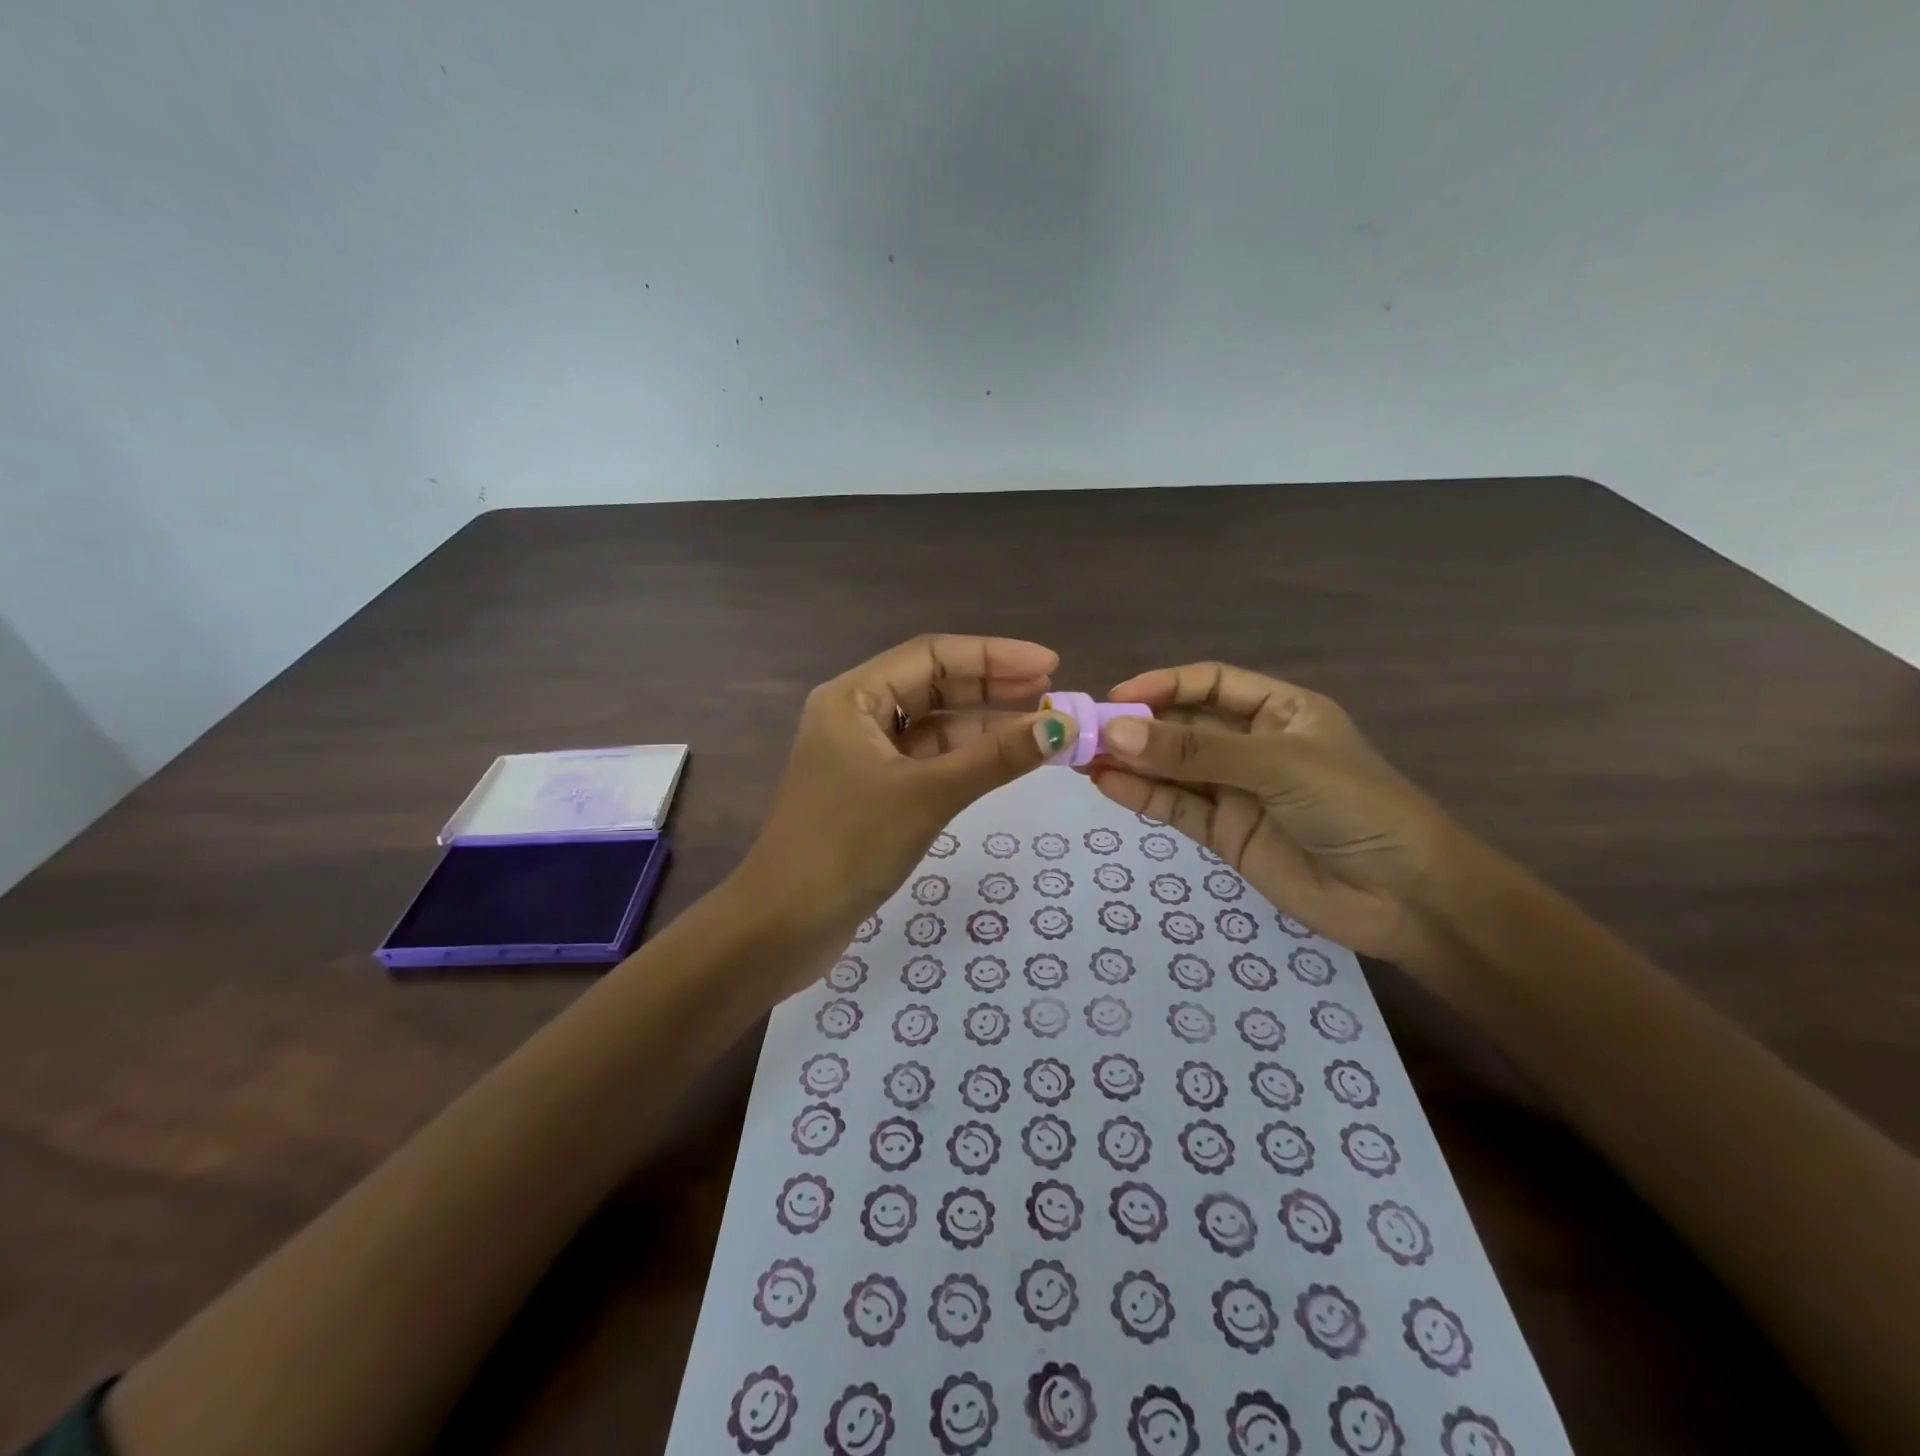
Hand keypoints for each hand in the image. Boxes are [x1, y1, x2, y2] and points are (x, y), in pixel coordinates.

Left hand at [735, 635, 1069, 987]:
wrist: (785, 924)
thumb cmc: (848, 845)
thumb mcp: (928, 794)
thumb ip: (996, 757)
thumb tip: (1063, 727)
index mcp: (853, 697)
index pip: (931, 655)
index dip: (993, 655)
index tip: (1050, 663)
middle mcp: (855, 716)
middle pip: (933, 685)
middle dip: (992, 685)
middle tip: (1052, 690)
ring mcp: (863, 755)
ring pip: (933, 725)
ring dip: (983, 724)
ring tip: (1041, 726)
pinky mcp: (873, 791)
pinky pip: (928, 760)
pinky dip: (966, 758)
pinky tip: (1004, 760)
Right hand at [1088, 663, 1458, 966]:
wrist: (1405, 899)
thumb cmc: (1355, 808)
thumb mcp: (1277, 765)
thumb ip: (1195, 751)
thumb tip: (1116, 732)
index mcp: (1280, 711)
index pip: (1209, 684)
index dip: (1162, 685)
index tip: (1115, 697)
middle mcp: (1253, 745)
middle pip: (1184, 726)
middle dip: (1136, 726)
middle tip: (1082, 732)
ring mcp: (1237, 791)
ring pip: (1172, 768)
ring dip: (1129, 761)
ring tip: (1080, 757)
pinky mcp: (1225, 834)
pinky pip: (1176, 807)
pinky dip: (1141, 795)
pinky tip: (1106, 784)